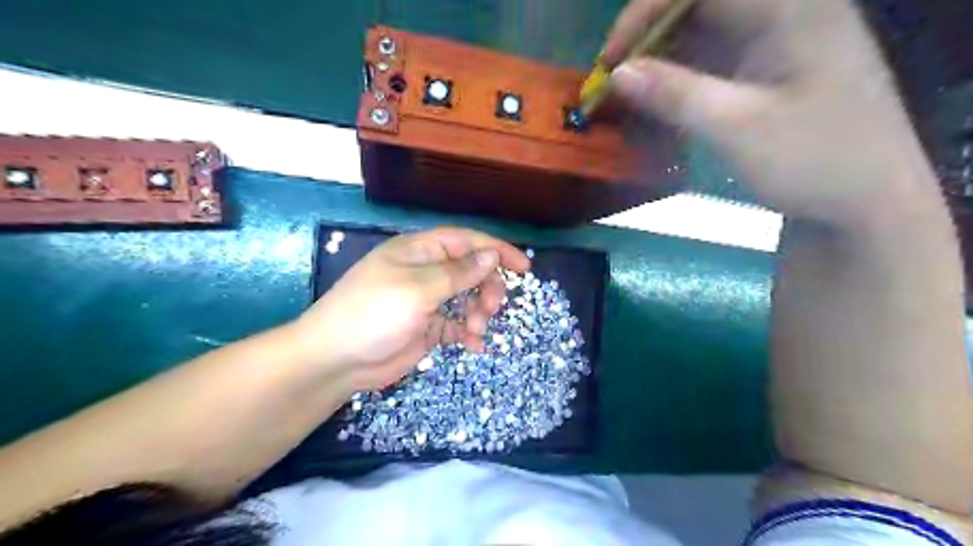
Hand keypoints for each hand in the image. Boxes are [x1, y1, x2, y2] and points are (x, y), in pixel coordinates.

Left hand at [293, 226, 530, 392]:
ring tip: (477, 329)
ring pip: (467, 297)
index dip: (496, 249)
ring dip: (478, 312)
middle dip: (487, 287)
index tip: (524, 267)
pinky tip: (473, 345)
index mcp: (419, 251)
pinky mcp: (427, 327)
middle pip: (470, 270)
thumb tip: (490, 256)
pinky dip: (468, 332)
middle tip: (492, 307)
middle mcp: (424, 271)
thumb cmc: (373, 314)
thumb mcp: (418, 289)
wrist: (336, 361)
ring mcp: (426, 300)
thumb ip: (457, 273)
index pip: (465, 241)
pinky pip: (457, 324)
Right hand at [606, 0, 946, 224]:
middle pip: (699, 3)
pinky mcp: (771, 66)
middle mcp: (785, 9)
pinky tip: (659, 99)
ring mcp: (779, 38)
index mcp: (788, 6)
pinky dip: (680, 75)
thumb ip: (674, 94)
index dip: (644, 12)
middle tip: (614, 79)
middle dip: (647, 36)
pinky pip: (715, 55)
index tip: (611, 60)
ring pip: (703, 29)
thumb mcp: (736, 128)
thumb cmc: (811, 161)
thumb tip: (617, 73)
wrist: (867, 202)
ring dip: (660, 57)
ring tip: (628, 93)